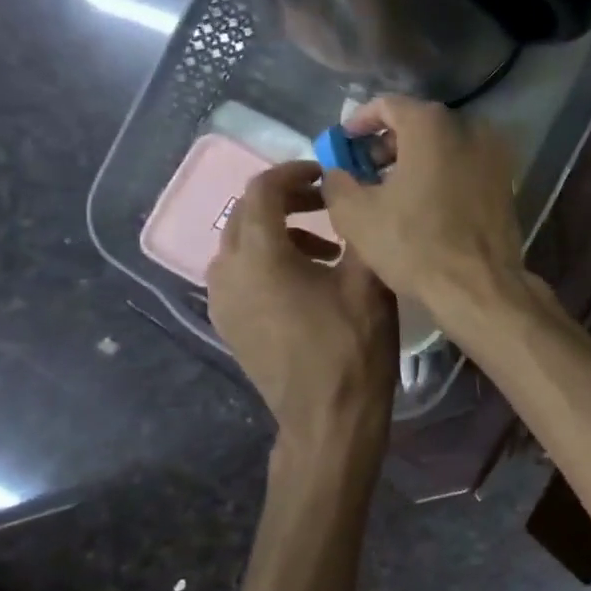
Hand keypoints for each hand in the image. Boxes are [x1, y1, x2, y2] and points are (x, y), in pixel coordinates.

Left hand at [207, 160, 397, 445]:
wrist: (327, 419)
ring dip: (277, 232)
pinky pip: (239, 274)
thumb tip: (354, 194)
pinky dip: (266, 262)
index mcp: (259, 254)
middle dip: (285, 200)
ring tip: (323, 248)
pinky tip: (303, 282)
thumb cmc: (351, 345)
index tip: (327, 174)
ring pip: (240, 244)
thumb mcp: (368, 279)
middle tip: (326, 204)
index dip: (295, 171)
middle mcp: (228, 271)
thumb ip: (358, 226)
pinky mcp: (228, 324)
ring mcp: (222, 301)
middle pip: (246, 213)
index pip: (262, 188)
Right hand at [320, 96, 533, 326]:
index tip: (343, 144)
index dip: (359, 122)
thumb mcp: (356, 214)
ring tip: (391, 192)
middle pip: (419, 124)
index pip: (387, 105)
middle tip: (364, 171)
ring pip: (444, 147)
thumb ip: (337, 181)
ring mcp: (495, 155)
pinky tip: (424, 205)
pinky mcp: (506, 183)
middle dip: (387, 144)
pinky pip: (464, 167)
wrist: (480, 286)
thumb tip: (337, 171)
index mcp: (432, 125)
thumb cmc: (415, 245)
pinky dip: (441, 175)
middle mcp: (469, 128)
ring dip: (414, 161)